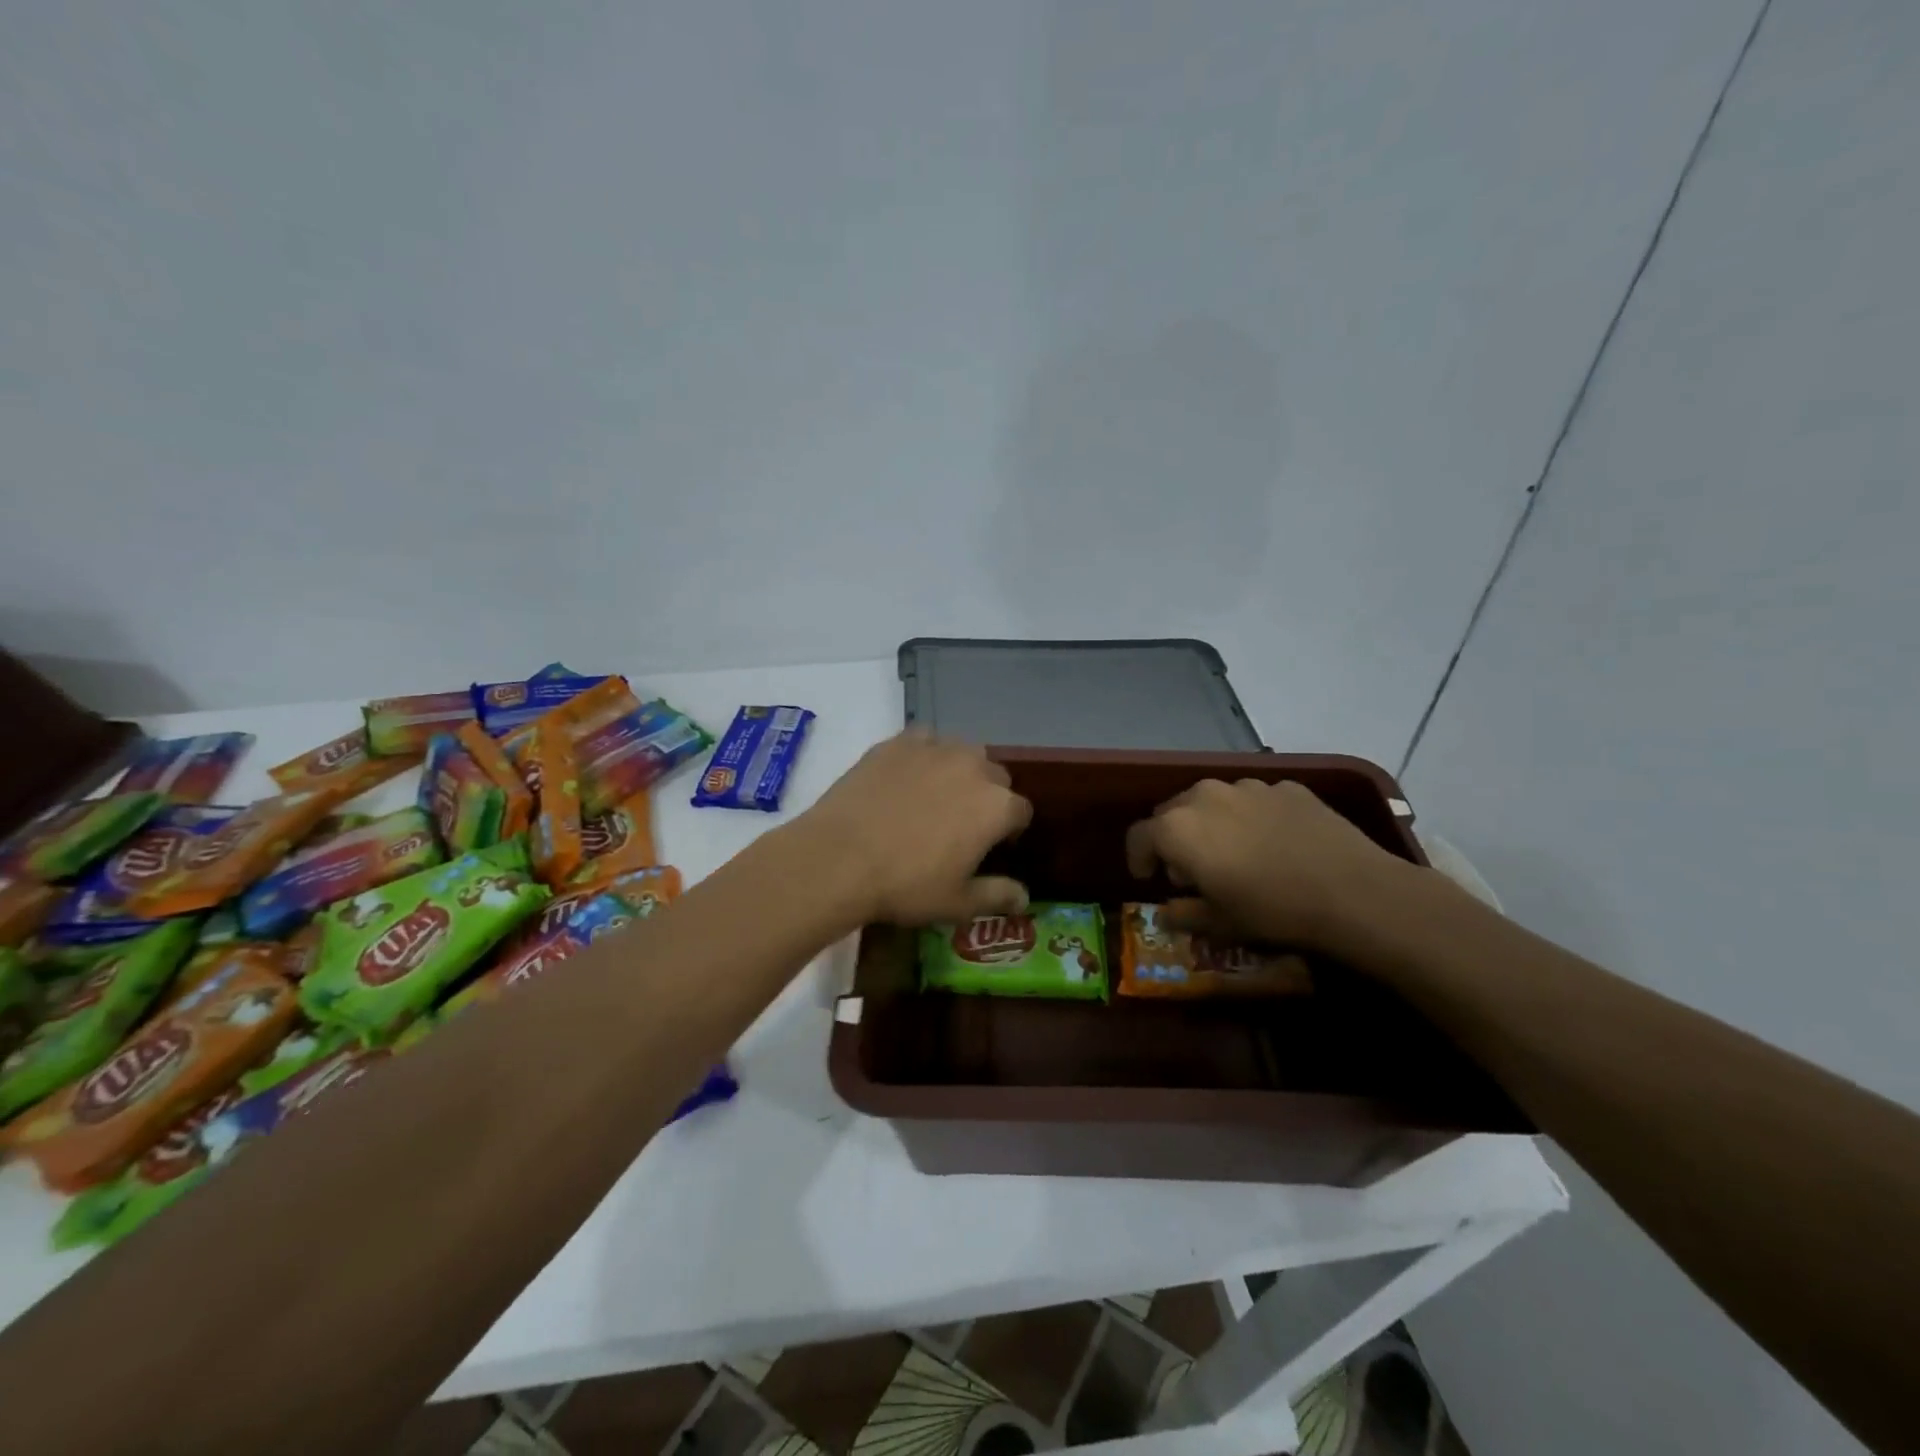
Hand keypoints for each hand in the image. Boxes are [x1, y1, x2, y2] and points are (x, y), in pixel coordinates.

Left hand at [796, 731, 1031, 925]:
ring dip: (960, 771)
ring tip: (935, 796)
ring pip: (962, 753)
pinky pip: (925, 741)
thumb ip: (997, 895)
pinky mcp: (898, 743)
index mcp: (997, 806)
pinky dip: (924, 755)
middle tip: (961, 825)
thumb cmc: (906, 885)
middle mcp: (973, 767)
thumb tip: (1024, 897)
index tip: (991, 848)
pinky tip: (907, 776)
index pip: (1020, 812)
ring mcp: (935, 749)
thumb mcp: (957, 902)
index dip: (1009, 831)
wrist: (839, 859)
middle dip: (987, 797)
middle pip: (995, 777)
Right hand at [1125, 778, 1415, 950]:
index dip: (1138, 857)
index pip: (1139, 835)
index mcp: (1179, 828)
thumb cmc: (1272, 910)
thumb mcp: (1220, 923)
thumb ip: (1184, 914)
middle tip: (1191, 869)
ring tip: (1234, 853)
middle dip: (1174, 838)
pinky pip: (1255, 801)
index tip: (1147, 878)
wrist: (1353, 891)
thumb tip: (1166, 914)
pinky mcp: (1288, 787)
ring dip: (1212, 824)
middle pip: (1173, 811)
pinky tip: (1275, 845)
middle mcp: (1206, 796)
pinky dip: (1252, 818)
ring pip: (1214, 801)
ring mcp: (1250, 787)